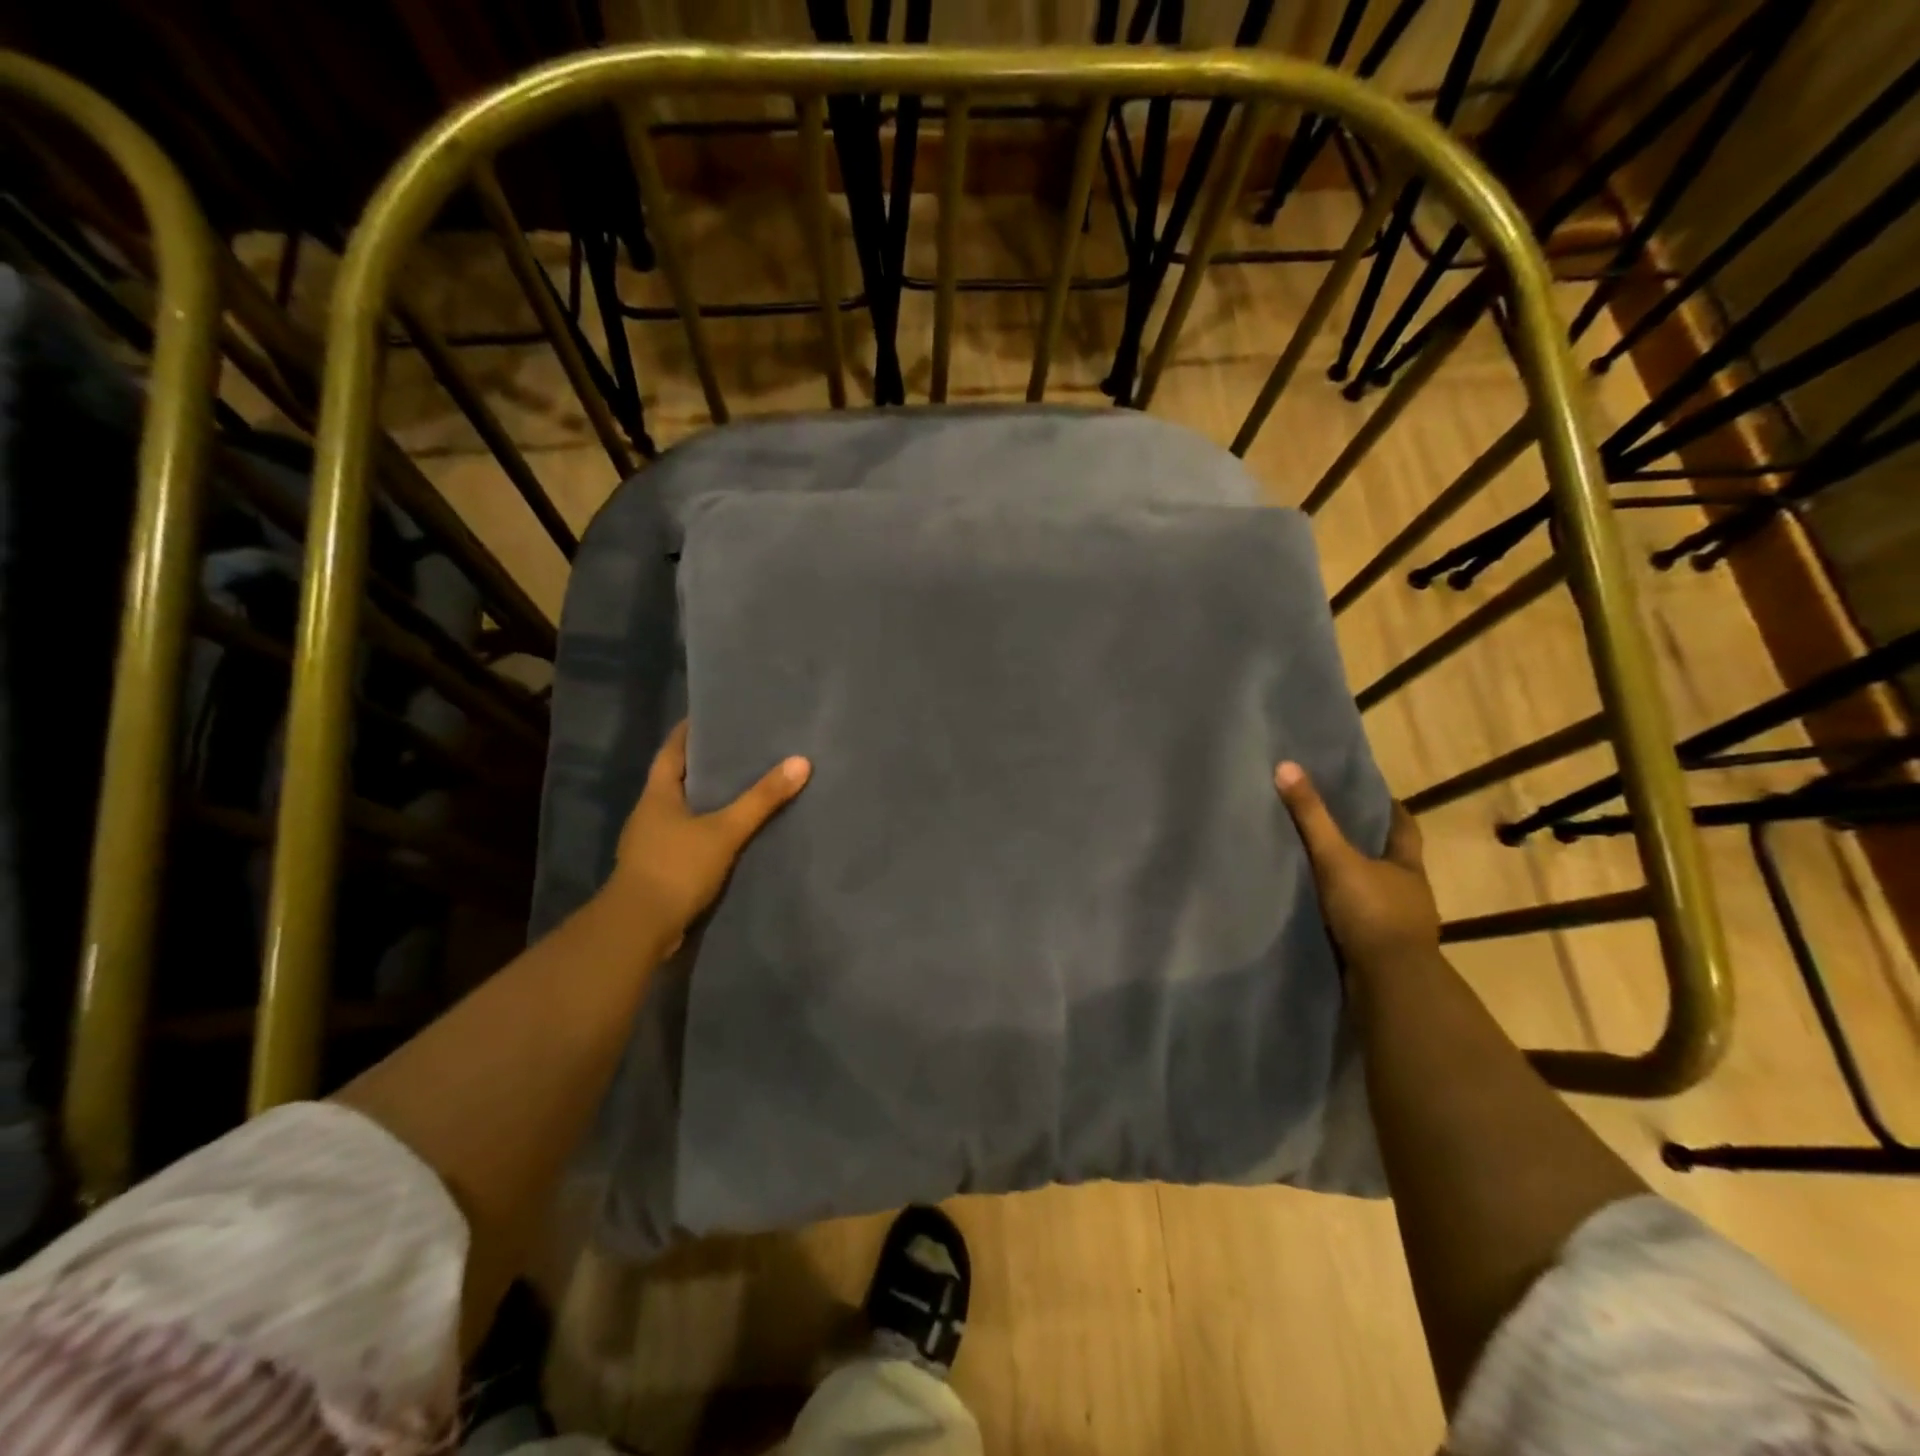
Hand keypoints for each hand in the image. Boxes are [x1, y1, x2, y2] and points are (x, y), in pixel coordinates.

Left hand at [607, 720, 810, 954]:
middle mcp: (649, 813)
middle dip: (705, 764)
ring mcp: (651, 842)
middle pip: (677, 778)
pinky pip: (687, 837)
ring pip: (683, 809)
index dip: (689, 731)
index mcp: (657, 794)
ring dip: (707, 798)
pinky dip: (707, 829)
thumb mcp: (725, 830)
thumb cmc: (676, 867)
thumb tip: (801, 761)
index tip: (713, 716)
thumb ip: (761, 799)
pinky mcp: (660, 868)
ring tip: (743, 787)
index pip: (672, 750)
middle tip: (741, 749)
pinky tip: (731, 833)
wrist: (639, 928)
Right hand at [1274, 761, 1439, 973]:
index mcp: (1407, 866)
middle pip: (1392, 859)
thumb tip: (1286, 766)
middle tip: (1338, 826)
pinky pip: (1364, 922)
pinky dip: (1349, 914)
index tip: (1371, 794)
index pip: (1403, 826)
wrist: (1389, 983)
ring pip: (1378, 893)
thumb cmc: (1371, 912)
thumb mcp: (1335, 859)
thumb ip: (1311, 818)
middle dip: (1370, 845)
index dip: (1390, 809)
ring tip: (1325, 869)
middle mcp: (1410, 892)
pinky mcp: (1382, 951)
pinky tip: (1326, 911)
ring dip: (1359, 883)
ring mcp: (1399, 925)